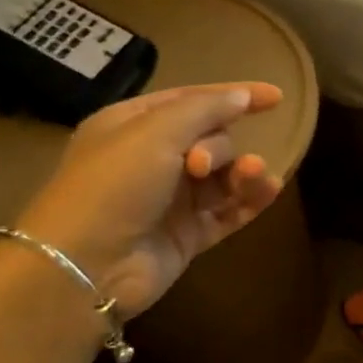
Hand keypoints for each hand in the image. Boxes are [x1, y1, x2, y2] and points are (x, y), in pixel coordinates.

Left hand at [10, 83, 284, 317]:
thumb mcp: (156, 133)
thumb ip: (205, 109)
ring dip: (245, 172)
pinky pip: (230, 211)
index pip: (192, 100)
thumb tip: (242, 96)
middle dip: (221, 148)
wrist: (86, 266)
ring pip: (225, 176)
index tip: (277, 98)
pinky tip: (269, 191)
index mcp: (132, 126)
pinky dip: (251, 200)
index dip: (234, 96)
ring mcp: (172, 200)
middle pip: (212, 139)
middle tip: (202, 167)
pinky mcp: (188, 234)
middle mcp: (153, 160)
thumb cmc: (113, 186)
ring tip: (254, 177)